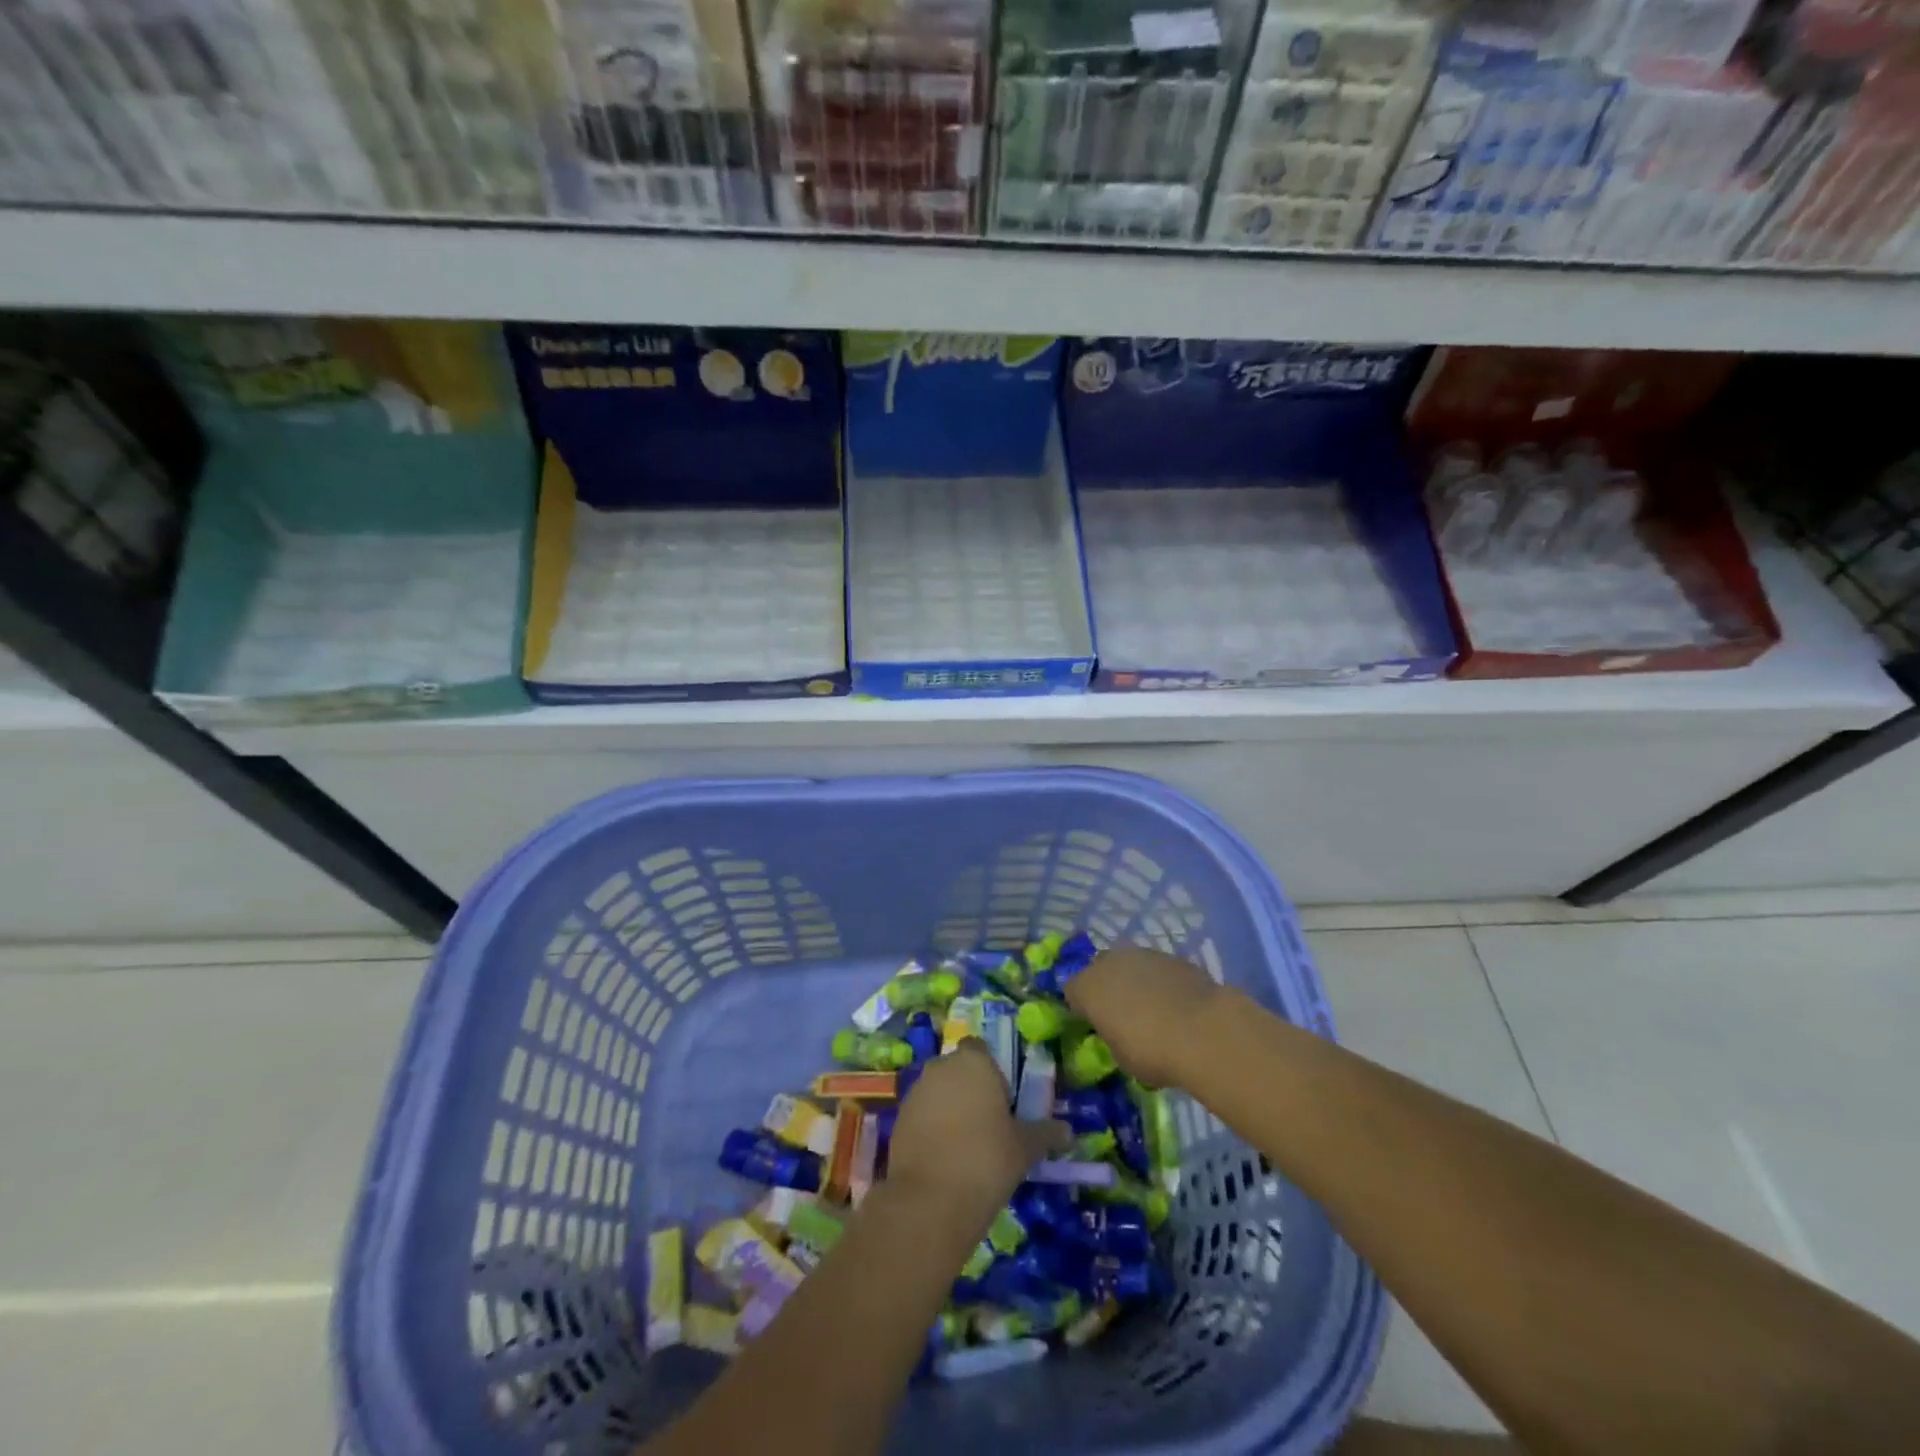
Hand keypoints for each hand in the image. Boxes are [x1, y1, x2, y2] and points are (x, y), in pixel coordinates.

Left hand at [886, 1042, 1067, 1225]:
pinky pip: (922, 1114)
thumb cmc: (986, 1160)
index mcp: (974, 1062)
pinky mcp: (898, 1117)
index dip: (992, 1072)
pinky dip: (932, 1127)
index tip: (1003, 1102)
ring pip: (939, 1091)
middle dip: (971, 1090)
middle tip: (989, 1126)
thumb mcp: (1024, 1148)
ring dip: (950, 1108)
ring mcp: (916, 1091)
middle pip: (959, 1070)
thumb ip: (1045, 1134)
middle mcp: (941, 1066)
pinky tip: (945, 1158)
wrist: (930, 1199)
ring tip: (967, 1146)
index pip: (981, 1050)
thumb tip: (1069, 1132)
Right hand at [1065, 946, 1223, 1088]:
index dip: (1081, 1009)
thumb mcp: (1120, 1057)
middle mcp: (1109, 962)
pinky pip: (1157, 969)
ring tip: (1152, 1010)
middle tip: (1121, 1015)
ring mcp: (1143, 954)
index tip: (1093, 1026)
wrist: (1204, 1031)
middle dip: (1106, 989)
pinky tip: (1175, 1004)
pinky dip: (1160, 982)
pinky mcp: (1173, 956)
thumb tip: (1118, 1034)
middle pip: (1099, 971)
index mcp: (1087, 987)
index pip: (1071, 992)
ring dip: (1134, 982)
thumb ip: (1112, 1037)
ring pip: (1129, 966)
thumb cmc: (1152, 1051)